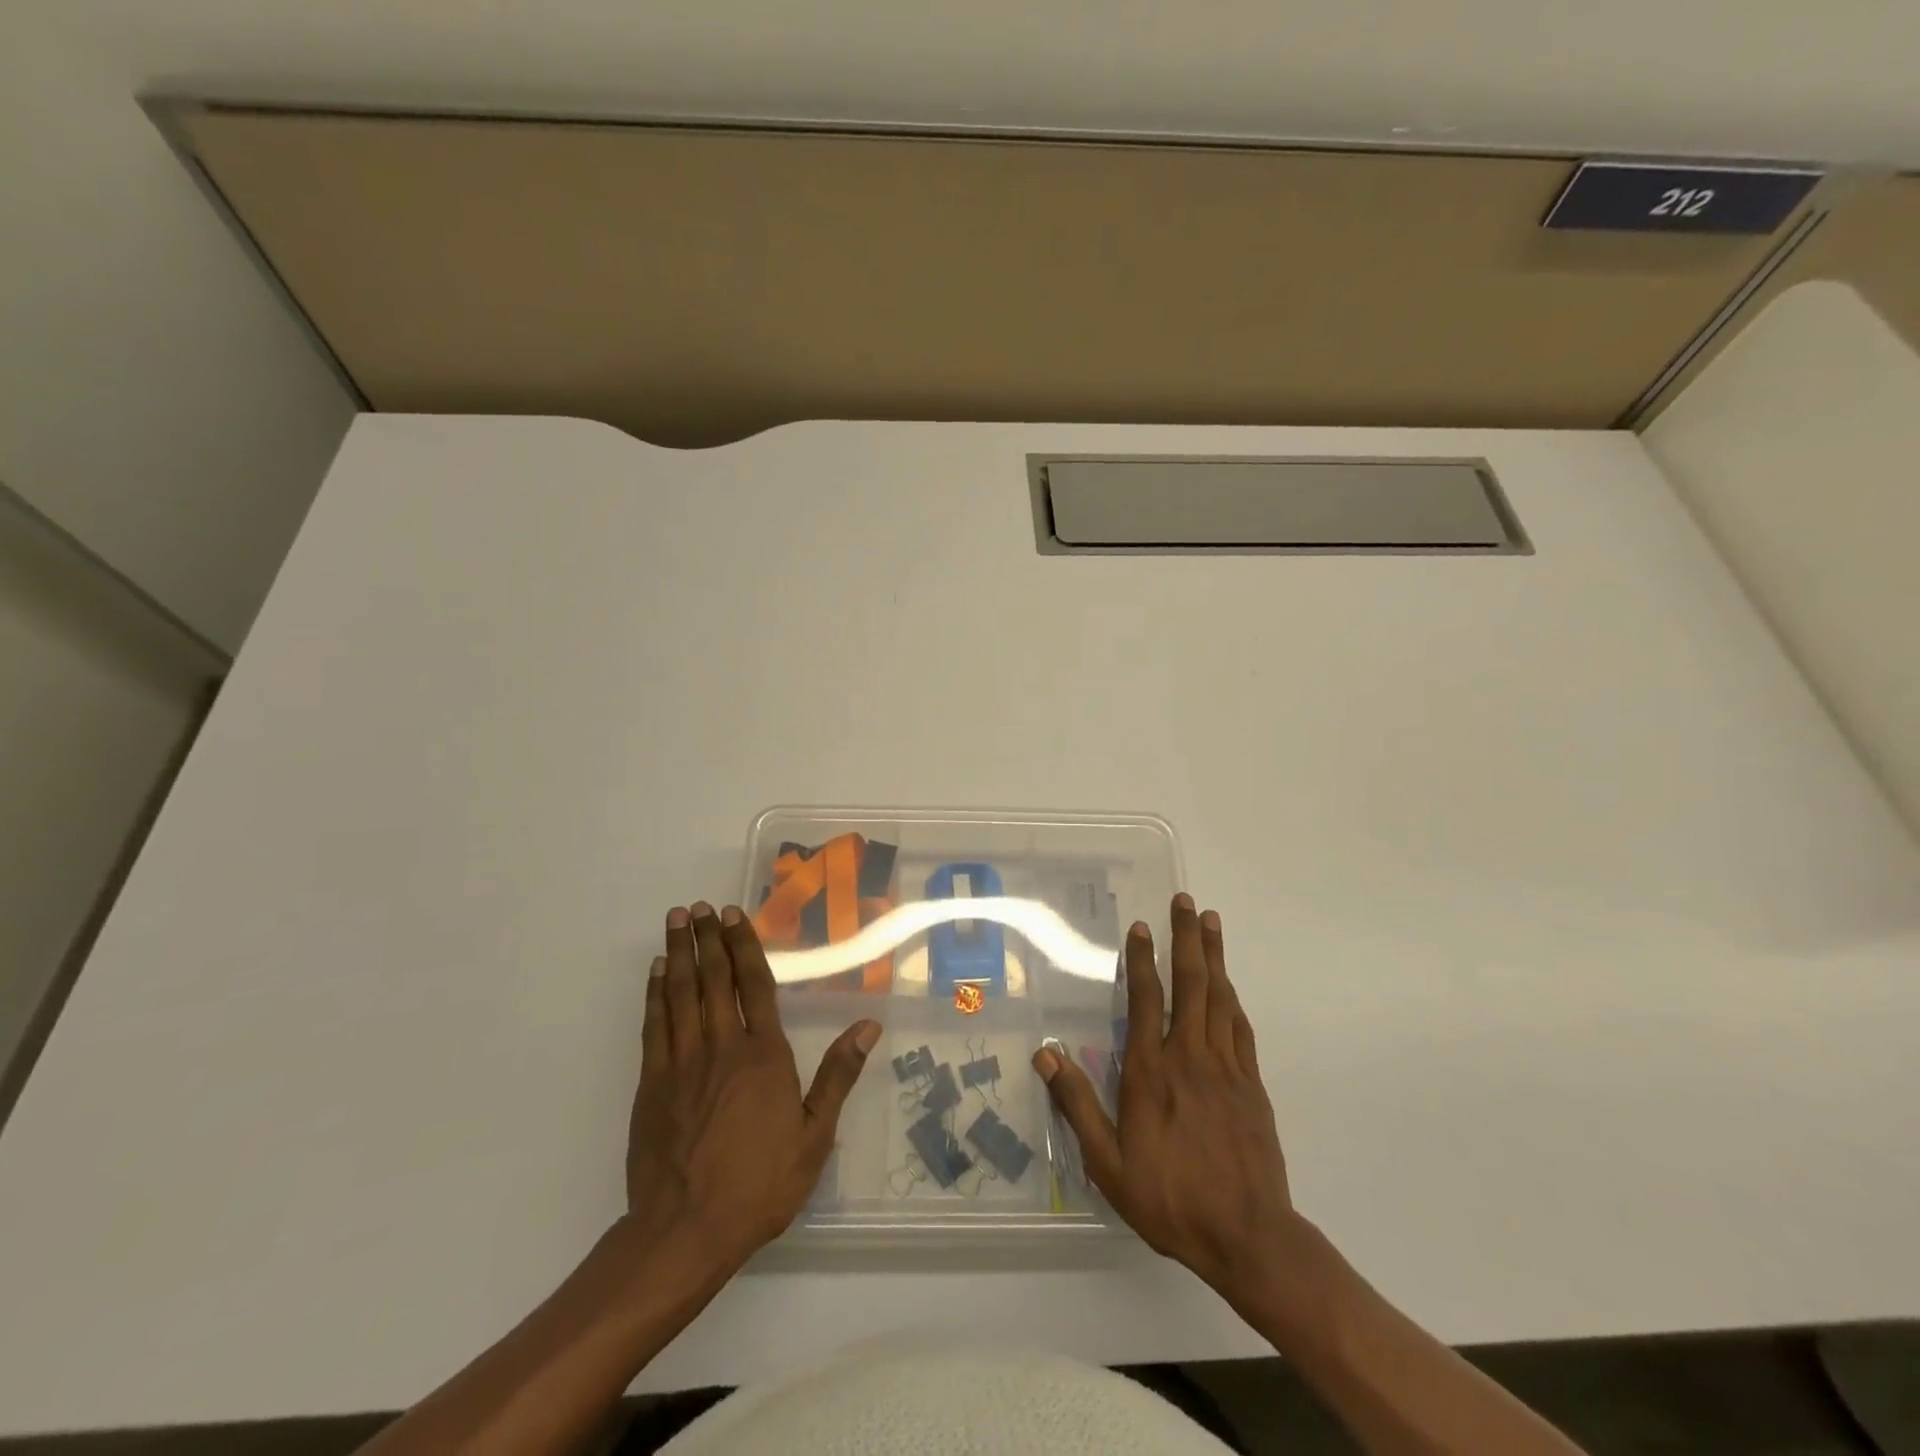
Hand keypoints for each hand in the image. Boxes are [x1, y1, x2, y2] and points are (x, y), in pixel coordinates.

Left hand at [626, 902, 878, 1274]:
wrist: (686, 1231)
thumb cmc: (760, 1184)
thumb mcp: (815, 1136)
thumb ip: (838, 1075)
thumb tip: (868, 1026)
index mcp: (765, 1054)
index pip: (754, 985)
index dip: (744, 946)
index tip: (732, 916)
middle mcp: (723, 1046)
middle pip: (714, 979)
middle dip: (707, 938)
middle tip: (698, 906)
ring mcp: (682, 1062)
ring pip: (681, 994)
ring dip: (680, 953)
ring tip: (675, 919)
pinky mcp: (652, 1083)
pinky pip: (654, 1026)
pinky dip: (655, 993)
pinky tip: (657, 971)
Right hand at [1034, 894, 1295, 1294]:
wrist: (1249, 1236)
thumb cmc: (1171, 1199)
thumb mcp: (1109, 1164)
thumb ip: (1076, 1105)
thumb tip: (1046, 1053)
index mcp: (1151, 1072)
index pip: (1145, 1000)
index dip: (1142, 960)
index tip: (1142, 926)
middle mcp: (1190, 1057)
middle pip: (1190, 985)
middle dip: (1187, 939)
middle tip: (1186, 902)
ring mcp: (1226, 1068)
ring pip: (1219, 998)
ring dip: (1214, 956)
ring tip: (1211, 921)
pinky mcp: (1251, 1084)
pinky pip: (1240, 1027)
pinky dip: (1232, 998)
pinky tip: (1228, 984)